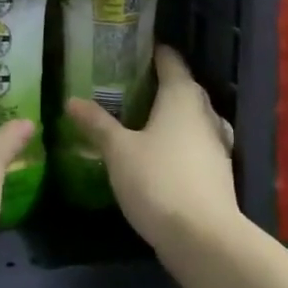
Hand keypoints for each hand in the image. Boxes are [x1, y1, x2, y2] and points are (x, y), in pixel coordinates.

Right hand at [65, 46, 239, 256]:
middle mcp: (204, 112)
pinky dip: (177, 138)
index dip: (151, 50)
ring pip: (191, 115)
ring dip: (169, 112)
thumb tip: (71, 100)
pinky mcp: (217, 171)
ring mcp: (215, 143)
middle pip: (182, 86)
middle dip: (157, 81)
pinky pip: (195, 141)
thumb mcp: (118, 151)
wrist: (205, 239)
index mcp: (181, 96)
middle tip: (125, 82)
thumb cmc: (158, 181)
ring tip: (137, 115)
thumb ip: (97, 124)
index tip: (128, 48)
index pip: (169, 60)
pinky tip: (157, 150)